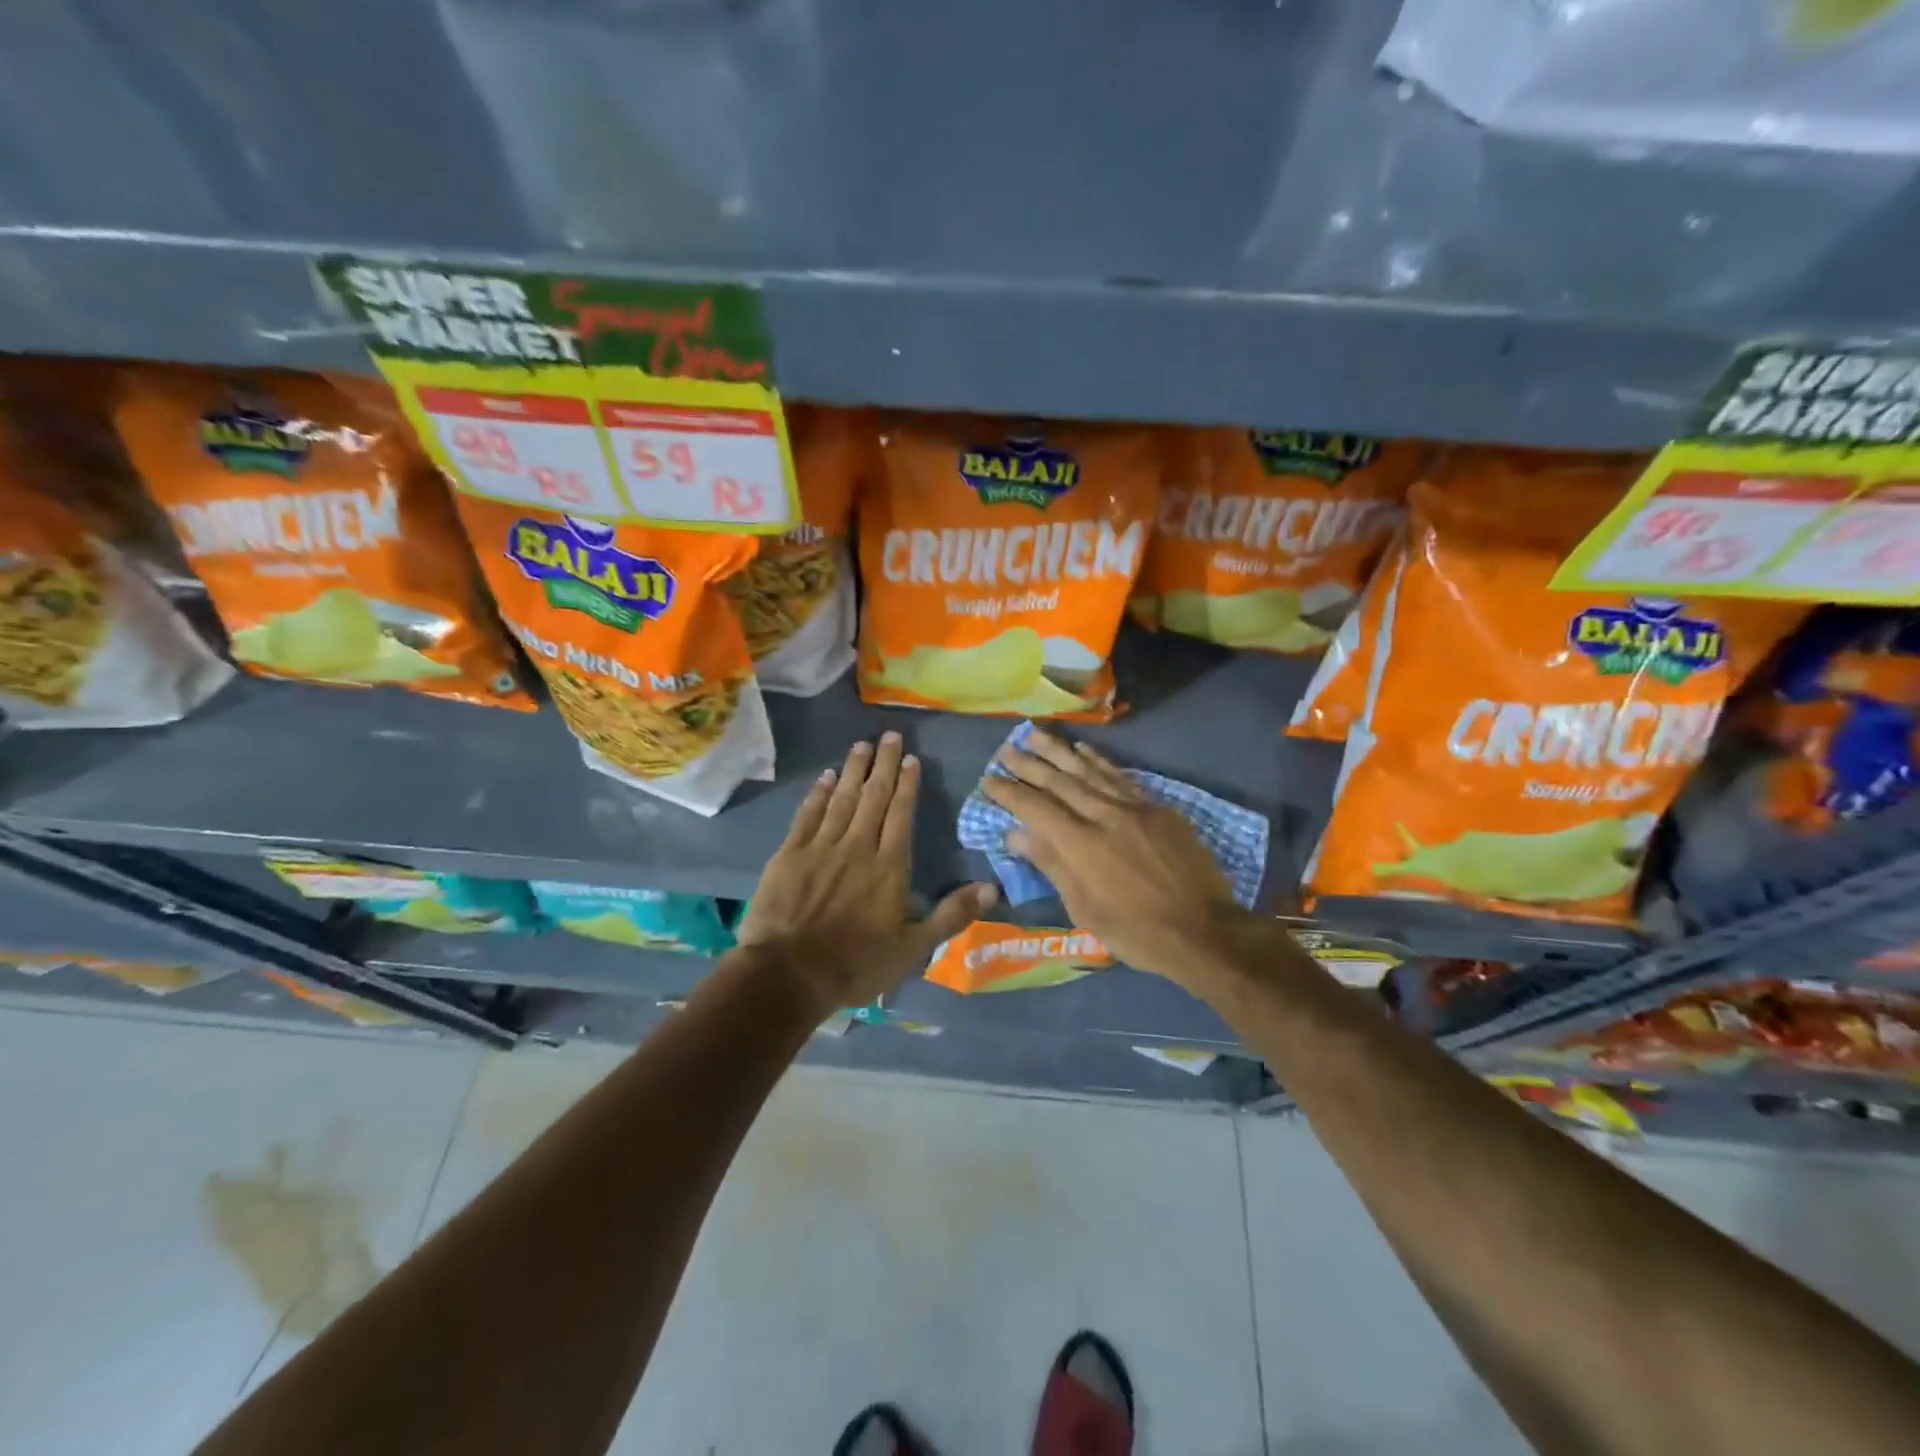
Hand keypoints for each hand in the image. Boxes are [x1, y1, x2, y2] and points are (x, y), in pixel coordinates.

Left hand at [738, 732, 996, 1014]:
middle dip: (883, 764)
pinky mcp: (790, 855)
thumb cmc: (857, 964)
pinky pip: (808, 815)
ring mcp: (821, 847)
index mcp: (889, 866)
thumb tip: (992, 888)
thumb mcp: (914, 948)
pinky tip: (826, 777)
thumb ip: (952, 914)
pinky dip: (819, 793)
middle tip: (889, 736)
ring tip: (862, 745)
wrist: (790, 973)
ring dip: (854, 770)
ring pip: (842, 799)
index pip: (901, 814)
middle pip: (874, 797)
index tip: (911, 758)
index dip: (907, 784)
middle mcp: (858, 847)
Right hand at [981, 728, 1259, 989]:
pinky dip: (1098, 761)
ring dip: (1059, 751)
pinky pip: (1120, 776)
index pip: (1035, 808)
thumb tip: (1017, 834)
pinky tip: (1083, 749)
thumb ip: (1051, 864)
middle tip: (1006, 749)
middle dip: (1029, 764)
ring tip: (1036, 735)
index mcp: (1080, 845)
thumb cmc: (1136, 931)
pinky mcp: (1157, 808)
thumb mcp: (1084, 908)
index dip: (1009, 792)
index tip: (988, 779)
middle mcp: (1103, 816)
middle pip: (1059, 782)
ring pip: (1089, 770)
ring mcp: (1133, 807)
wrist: (1204, 929)